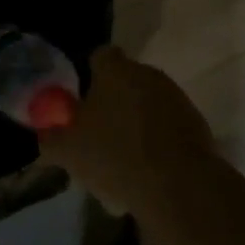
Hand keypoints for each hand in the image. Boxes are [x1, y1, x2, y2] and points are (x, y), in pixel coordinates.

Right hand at [36, 47, 222, 244]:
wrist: (180, 188)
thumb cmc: (115, 156)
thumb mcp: (67, 150)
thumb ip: (51, 136)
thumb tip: (47, 132)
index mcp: (116, 70)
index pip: (100, 56)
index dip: (87, 75)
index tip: (80, 102)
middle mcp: (149, 74)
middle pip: (125, 82)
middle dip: (111, 104)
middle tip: (96, 135)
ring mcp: (176, 99)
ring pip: (147, 107)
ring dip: (135, 125)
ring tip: (121, 163)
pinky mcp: (197, 126)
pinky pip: (167, 129)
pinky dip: (157, 145)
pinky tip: (146, 174)